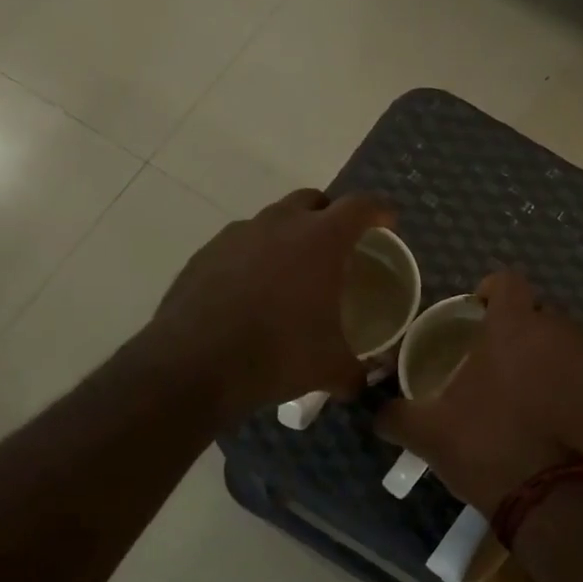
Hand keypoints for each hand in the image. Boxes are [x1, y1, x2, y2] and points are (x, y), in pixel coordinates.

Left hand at [139, 188, 394, 425]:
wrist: (194, 366)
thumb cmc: (278, 355)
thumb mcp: (330, 369)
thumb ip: (356, 371)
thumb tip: (364, 381)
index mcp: (321, 240)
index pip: (361, 205)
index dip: (380, 210)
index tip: (388, 223)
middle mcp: (280, 224)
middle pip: (314, 200)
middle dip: (331, 216)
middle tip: (339, 247)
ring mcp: (237, 235)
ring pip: (273, 219)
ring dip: (290, 236)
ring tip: (293, 274)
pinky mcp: (205, 253)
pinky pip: (240, 244)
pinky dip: (255, 257)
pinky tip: (253, 293)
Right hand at [376, 270, 582, 515]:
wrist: (549, 497)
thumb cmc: (486, 451)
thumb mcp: (428, 434)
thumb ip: (394, 414)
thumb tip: (372, 410)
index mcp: (511, 327)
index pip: (506, 282)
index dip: (492, 291)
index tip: (480, 312)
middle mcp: (556, 327)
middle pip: (538, 311)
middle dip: (520, 327)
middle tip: (503, 360)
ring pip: (572, 331)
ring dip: (555, 345)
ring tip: (542, 375)